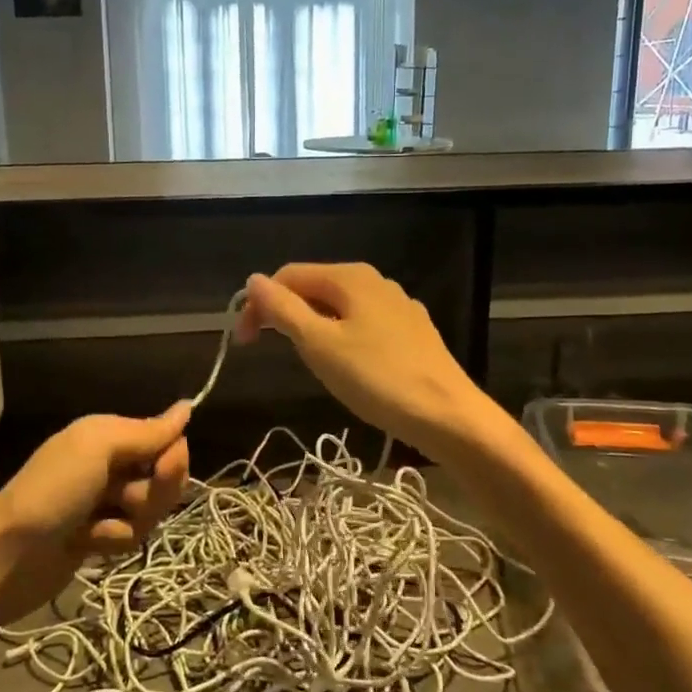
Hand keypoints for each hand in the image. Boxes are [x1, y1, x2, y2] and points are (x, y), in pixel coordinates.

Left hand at [0, 404, 191, 624]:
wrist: (4, 559)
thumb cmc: (51, 492)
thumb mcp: (98, 449)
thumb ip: (146, 432)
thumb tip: (188, 406)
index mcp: (109, 434)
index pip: (167, 440)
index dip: (172, 458)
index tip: (164, 469)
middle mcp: (110, 463)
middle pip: (164, 477)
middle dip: (153, 494)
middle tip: (123, 500)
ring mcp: (105, 502)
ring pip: (151, 510)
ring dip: (128, 522)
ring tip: (93, 529)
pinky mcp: (100, 537)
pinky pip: (131, 535)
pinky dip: (112, 541)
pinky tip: (84, 545)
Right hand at [235, 263, 489, 461]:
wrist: (448, 415)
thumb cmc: (377, 378)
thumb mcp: (319, 344)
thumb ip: (283, 309)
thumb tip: (253, 280)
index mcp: (350, 277)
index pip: (287, 276)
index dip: (258, 304)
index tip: (243, 343)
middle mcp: (375, 281)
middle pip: (314, 287)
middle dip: (284, 314)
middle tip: (266, 350)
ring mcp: (398, 306)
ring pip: (339, 307)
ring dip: (311, 327)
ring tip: (306, 361)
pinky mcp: (412, 332)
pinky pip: (363, 324)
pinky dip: (341, 337)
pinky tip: (347, 365)